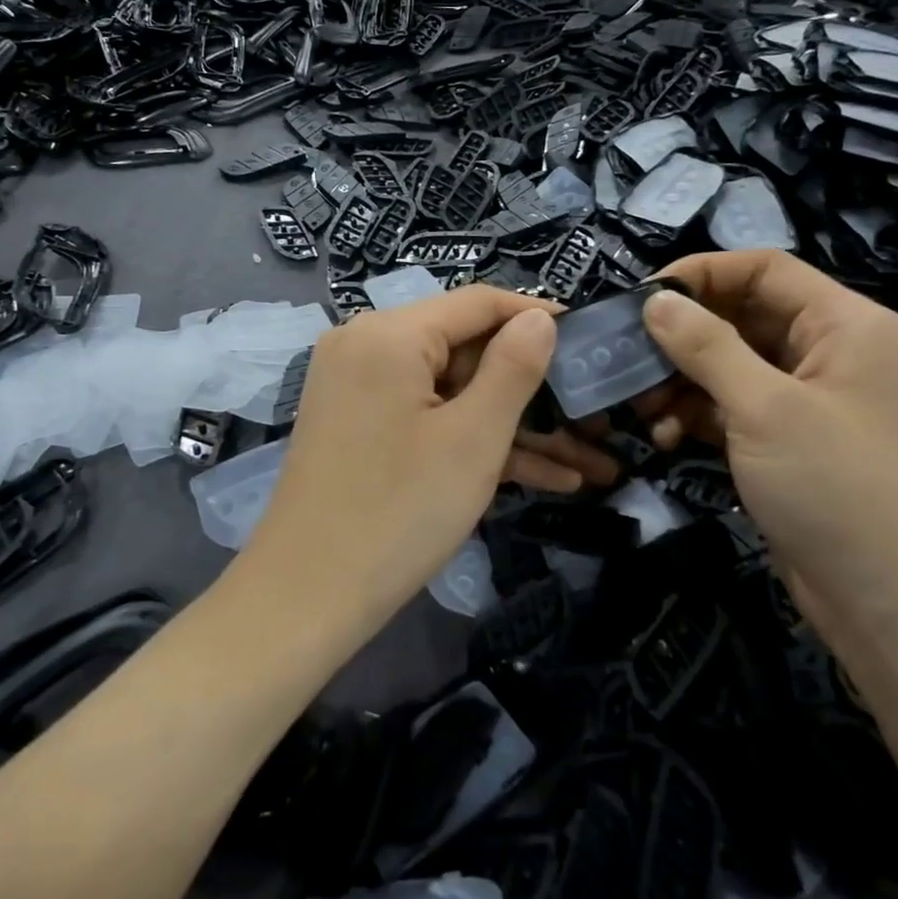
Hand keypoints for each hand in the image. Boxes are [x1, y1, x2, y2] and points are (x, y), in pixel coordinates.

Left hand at [243, 288, 611, 630]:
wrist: (307, 596)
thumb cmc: (400, 512)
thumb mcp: (473, 439)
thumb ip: (513, 367)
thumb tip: (537, 317)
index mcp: (389, 333)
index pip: (478, 303)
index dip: (535, 317)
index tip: (588, 339)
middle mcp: (365, 344)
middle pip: (463, 348)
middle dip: (529, 387)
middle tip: (591, 415)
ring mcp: (356, 386)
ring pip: (449, 389)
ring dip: (509, 423)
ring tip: (584, 459)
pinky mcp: (356, 423)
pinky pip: (422, 414)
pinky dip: (468, 438)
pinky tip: (538, 476)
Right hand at [636, 251, 897, 654]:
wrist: (896, 605)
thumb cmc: (838, 486)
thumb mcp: (764, 407)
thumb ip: (705, 346)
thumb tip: (654, 298)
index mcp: (844, 324)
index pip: (764, 269)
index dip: (701, 274)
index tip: (640, 296)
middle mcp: (829, 353)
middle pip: (742, 316)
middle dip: (682, 336)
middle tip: (628, 357)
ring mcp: (808, 401)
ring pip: (730, 366)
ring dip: (681, 381)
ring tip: (639, 406)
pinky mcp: (788, 443)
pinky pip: (732, 408)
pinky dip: (695, 415)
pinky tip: (662, 437)